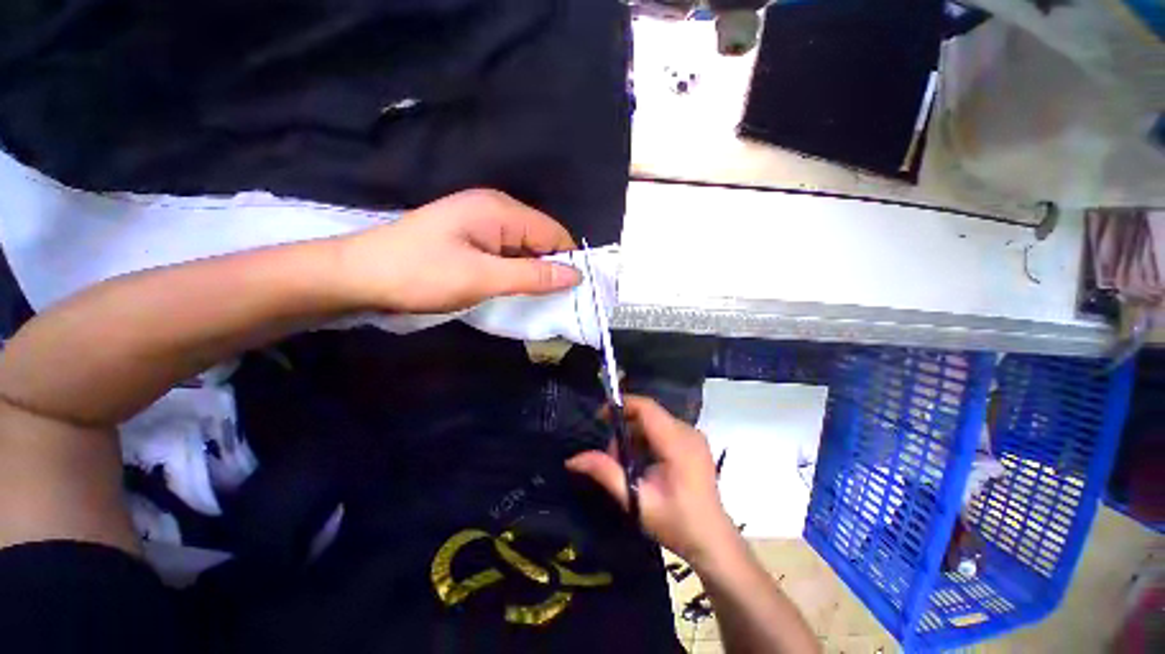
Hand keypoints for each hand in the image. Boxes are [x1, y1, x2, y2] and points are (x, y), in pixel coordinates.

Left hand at [335, 189, 580, 312]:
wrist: (358, 275)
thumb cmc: (421, 274)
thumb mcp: (483, 278)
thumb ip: (532, 276)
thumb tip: (575, 275)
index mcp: (500, 210)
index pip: (553, 233)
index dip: (567, 260)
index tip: (573, 292)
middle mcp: (494, 209)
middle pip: (539, 239)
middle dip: (549, 268)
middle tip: (554, 301)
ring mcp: (480, 223)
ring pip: (523, 248)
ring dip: (531, 272)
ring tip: (535, 299)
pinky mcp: (470, 238)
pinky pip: (505, 253)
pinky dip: (513, 271)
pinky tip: (511, 288)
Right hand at [566, 396, 739, 565]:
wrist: (713, 541)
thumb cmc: (676, 523)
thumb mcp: (636, 500)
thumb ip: (606, 474)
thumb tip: (572, 459)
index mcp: (677, 443)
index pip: (646, 407)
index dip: (621, 405)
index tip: (600, 417)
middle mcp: (688, 432)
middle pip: (649, 414)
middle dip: (625, 427)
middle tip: (612, 455)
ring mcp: (694, 437)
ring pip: (655, 421)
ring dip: (635, 435)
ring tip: (626, 464)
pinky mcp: (695, 443)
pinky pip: (665, 429)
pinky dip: (648, 439)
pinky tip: (643, 463)